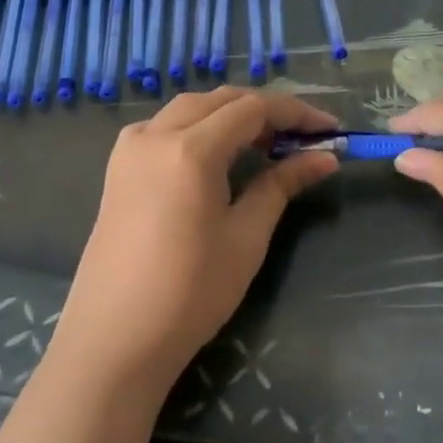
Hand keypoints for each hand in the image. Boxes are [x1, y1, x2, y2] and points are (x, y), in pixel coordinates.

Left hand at [51, 88, 338, 390]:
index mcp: (191, 149)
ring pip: (191, 107)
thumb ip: (283, 184)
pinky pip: (164, 126)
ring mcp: (132, 148)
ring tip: (263, 143)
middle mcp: (158, 134)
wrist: (113, 342)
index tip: (329, 128)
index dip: (295, 113)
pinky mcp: (118, 167)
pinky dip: (197, 125)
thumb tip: (325, 158)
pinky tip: (213, 153)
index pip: (253, 108)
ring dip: (230, 114)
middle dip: (265, 110)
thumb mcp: (246, 236)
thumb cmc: (189, 293)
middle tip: (301, 137)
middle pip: (222, 100)